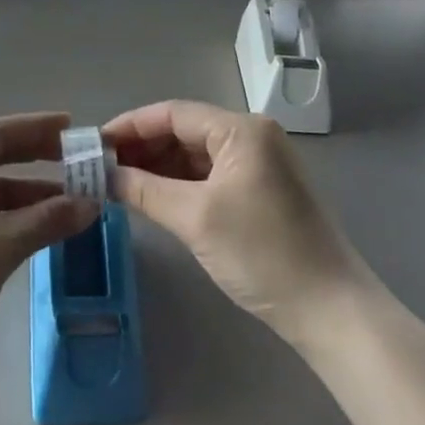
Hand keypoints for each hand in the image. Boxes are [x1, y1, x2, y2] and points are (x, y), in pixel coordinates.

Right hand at [105, 101, 364, 343]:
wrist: (330, 310)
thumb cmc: (262, 253)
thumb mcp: (195, 218)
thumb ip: (144, 190)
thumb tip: (103, 175)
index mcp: (241, 129)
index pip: (173, 113)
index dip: (130, 126)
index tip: (93, 144)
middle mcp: (252, 136)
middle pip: (184, 131)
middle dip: (142, 148)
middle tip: (100, 168)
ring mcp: (259, 164)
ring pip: (195, 155)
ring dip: (158, 167)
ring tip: (118, 183)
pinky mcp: (261, 191)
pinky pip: (210, 176)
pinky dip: (180, 185)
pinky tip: (152, 197)